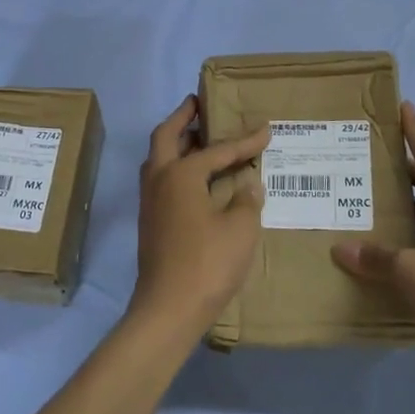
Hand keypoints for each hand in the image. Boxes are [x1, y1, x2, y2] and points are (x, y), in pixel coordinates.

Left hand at [130, 96, 269, 338]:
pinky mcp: (150, 222)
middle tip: (198, 103)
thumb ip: (246, 201)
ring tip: (198, 136)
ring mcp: (150, 202)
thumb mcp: (240, 229)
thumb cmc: (207, 264)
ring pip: (158, 159)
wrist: (168, 310)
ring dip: (175, 142)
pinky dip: (176, 167)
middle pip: (166, 137)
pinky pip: (162, 180)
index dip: (243, 141)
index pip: (216, 149)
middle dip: (183, 118)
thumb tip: (247, 185)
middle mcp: (159, 180)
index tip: (265, 129)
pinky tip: (196, 179)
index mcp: (180, 174)